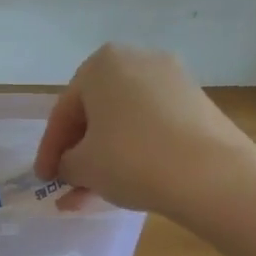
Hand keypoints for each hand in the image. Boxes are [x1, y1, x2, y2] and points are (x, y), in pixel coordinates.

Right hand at [35, 44, 253, 214]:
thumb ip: (66, 163)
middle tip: (67, 184)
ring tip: (91, 195)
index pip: (63, 113)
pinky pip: (151, 127)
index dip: (49, 151)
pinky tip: (124, 183)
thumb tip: (70, 167)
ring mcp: (172, 80)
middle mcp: (136, 60)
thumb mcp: (83, 166)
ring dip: (104, 157)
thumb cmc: (131, 159)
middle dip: (79, 153)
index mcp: (101, 64)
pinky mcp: (196, 103)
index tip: (42, 180)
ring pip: (123, 123)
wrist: (212, 175)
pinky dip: (133, 152)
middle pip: (95, 114)